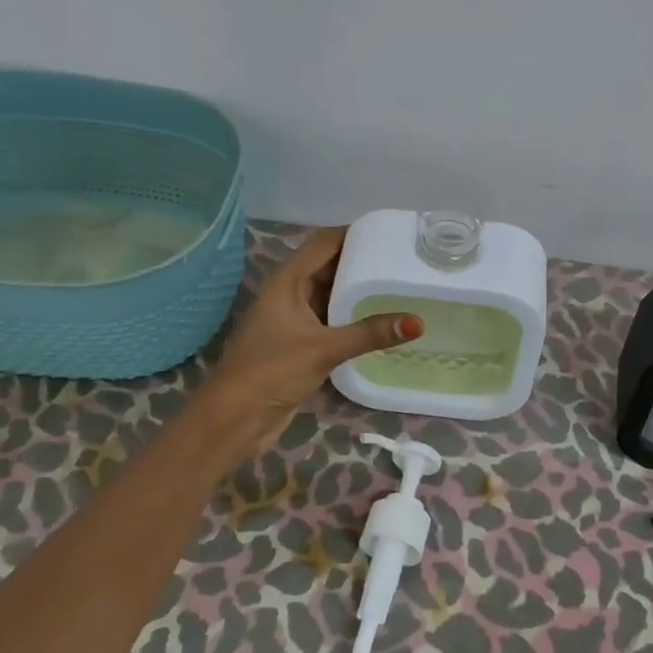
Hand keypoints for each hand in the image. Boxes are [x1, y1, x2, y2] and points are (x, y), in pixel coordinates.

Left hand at [201, 227, 421, 433]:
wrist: (234, 419)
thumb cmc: (272, 371)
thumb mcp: (324, 348)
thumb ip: (370, 333)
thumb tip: (417, 322)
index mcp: (287, 281)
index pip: (324, 243)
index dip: (353, 234)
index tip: (389, 233)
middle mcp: (289, 294)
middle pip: (329, 266)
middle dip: (361, 261)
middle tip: (402, 260)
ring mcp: (293, 320)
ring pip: (330, 294)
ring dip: (357, 291)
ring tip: (398, 284)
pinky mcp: (299, 344)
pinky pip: (331, 320)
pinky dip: (352, 317)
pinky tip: (380, 321)